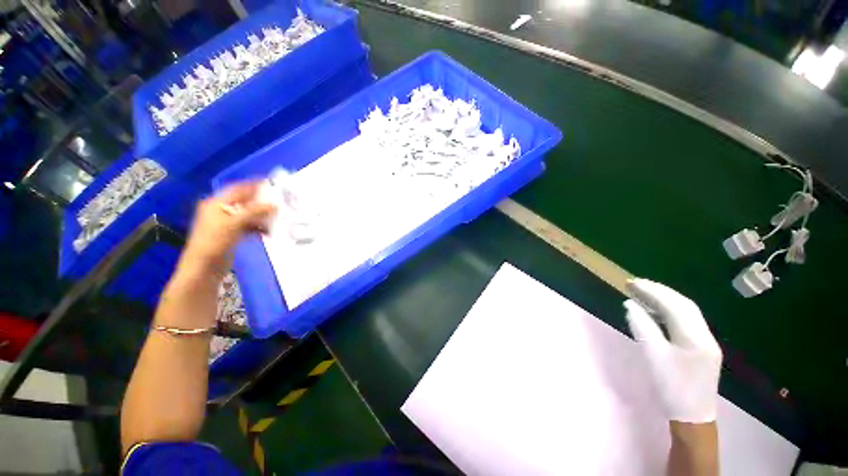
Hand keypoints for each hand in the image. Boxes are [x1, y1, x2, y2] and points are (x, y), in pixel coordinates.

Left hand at [179, 181, 276, 278]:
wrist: (204, 267)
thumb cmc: (215, 242)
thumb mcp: (234, 224)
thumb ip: (254, 212)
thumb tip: (274, 204)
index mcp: (216, 204)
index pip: (238, 189)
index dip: (253, 185)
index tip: (271, 183)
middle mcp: (221, 211)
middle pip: (245, 202)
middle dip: (262, 202)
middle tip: (279, 201)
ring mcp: (226, 223)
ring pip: (248, 215)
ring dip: (262, 216)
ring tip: (277, 217)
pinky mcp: (232, 234)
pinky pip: (249, 226)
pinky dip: (259, 227)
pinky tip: (269, 231)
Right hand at [623, 279, 722, 422]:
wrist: (692, 416)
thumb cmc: (671, 387)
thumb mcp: (652, 356)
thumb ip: (642, 326)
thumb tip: (630, 304)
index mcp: (695, 338)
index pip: (674, 305)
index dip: (652, 291)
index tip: (631, 282)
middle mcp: (706, 335)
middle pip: (684, 304)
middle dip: (659, 291)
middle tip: (635, 284)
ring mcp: (708, 341)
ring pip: (687, 311)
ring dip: (666, 299)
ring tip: (643, 293)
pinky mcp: (704, 347)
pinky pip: (688, 321)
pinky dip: (671, 310)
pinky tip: (657, 311)